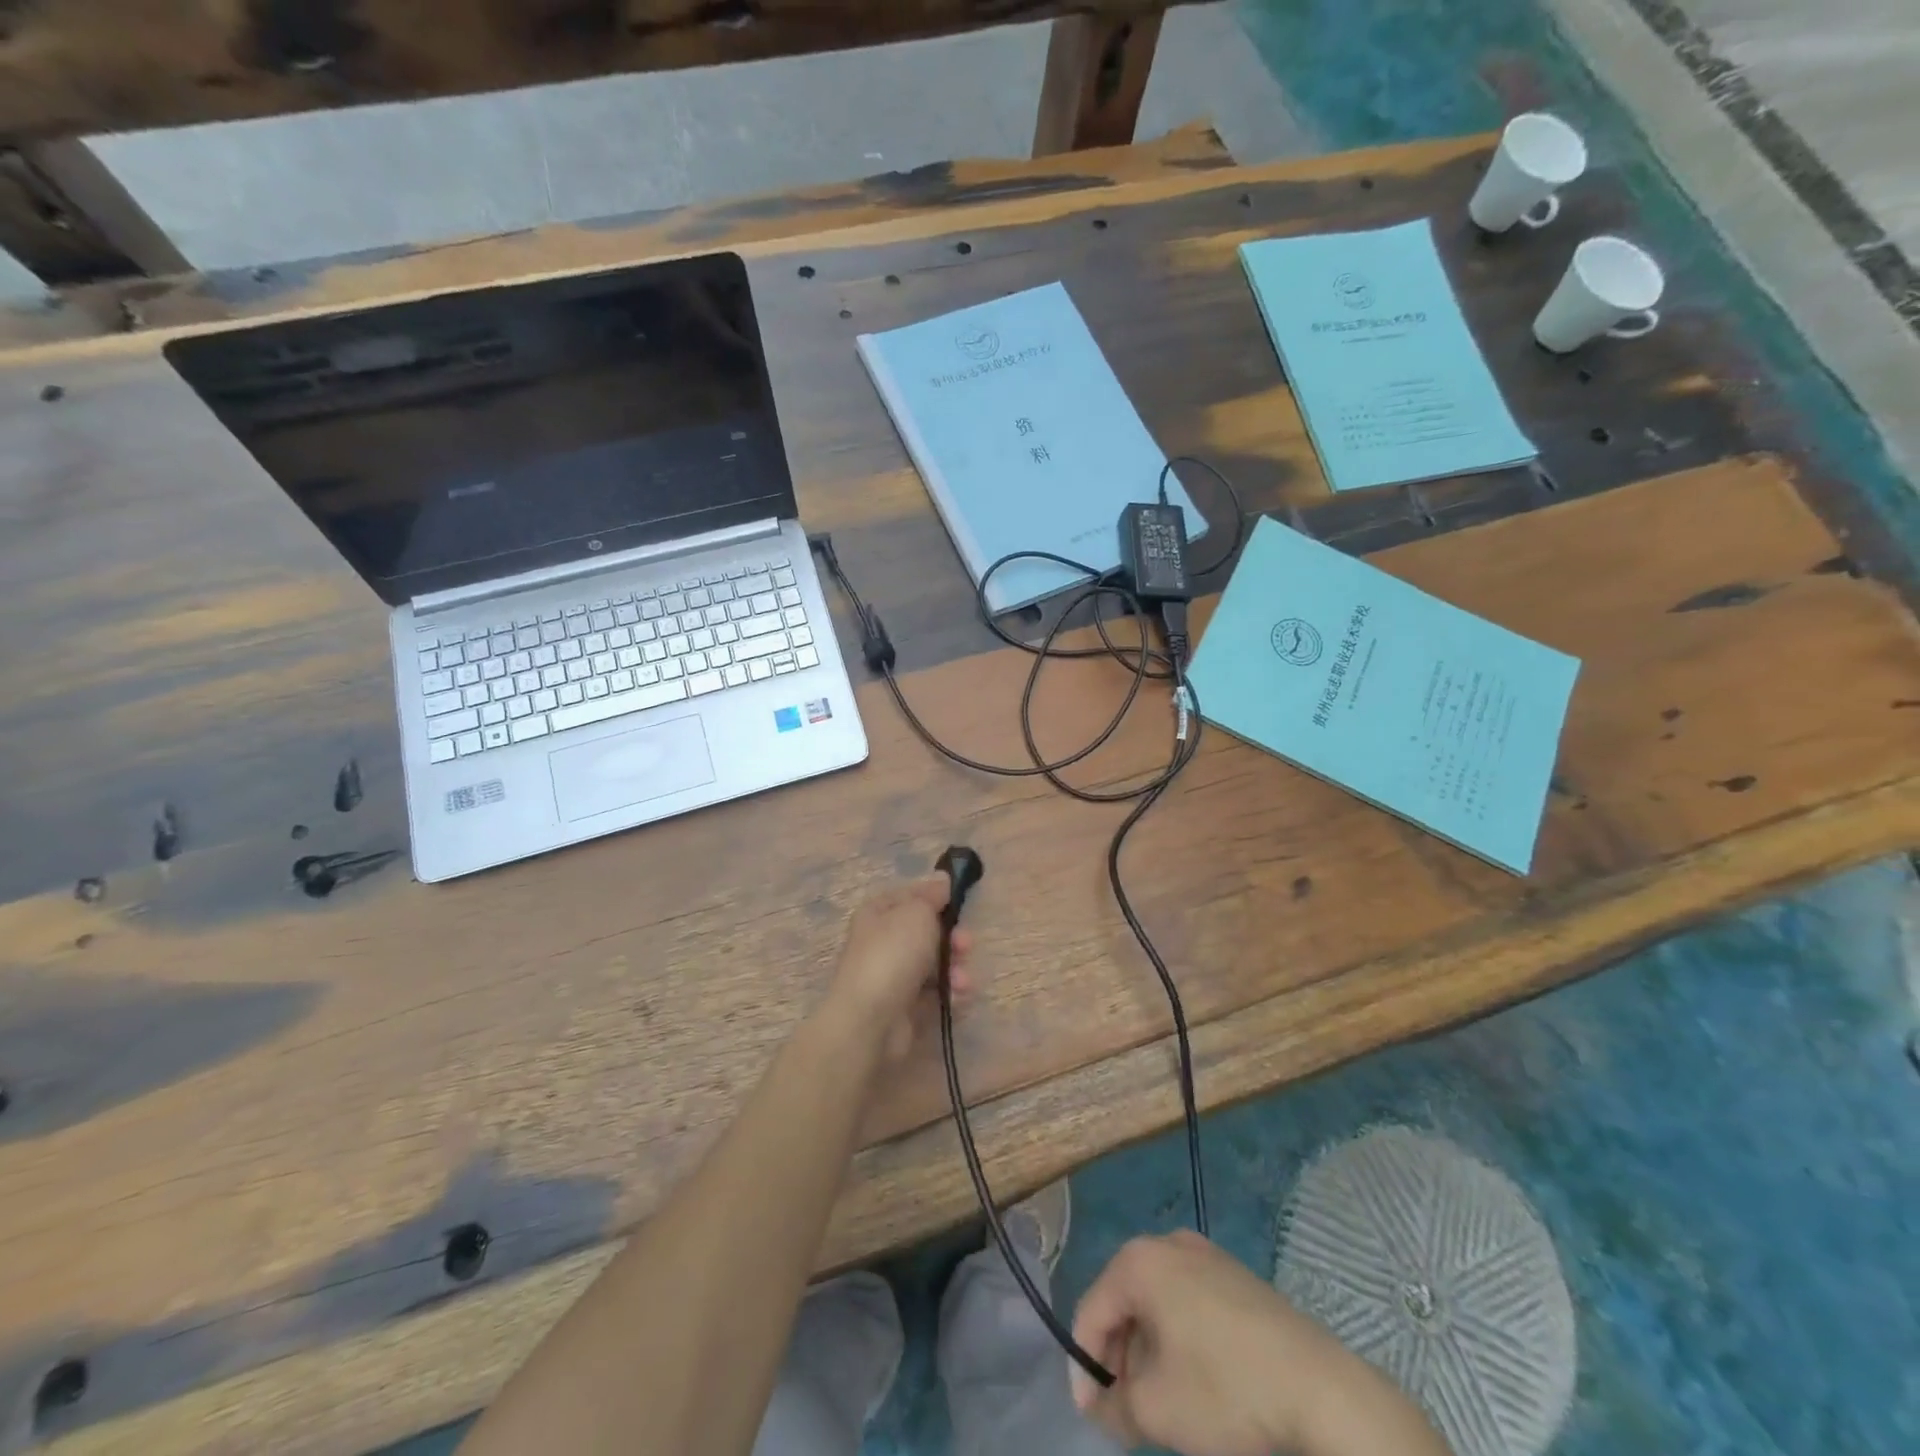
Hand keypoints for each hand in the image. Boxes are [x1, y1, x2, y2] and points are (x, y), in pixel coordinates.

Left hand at [825, 876, 970, 1064]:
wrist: (870, 1021)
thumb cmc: (892, 955)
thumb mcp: (916, 913)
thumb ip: (932, 896)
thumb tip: (943, 880)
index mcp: (879, 912)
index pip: (913, 895)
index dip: (937, 896)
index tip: (960, 900)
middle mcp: (885, 941)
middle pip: (930, 932)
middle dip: (954, 938)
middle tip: (965, 945)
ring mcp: (895, 976)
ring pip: (938, 964)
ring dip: (956, 969)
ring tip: (960, 981)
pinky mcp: (907, 1007)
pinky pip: (937, 993)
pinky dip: (951, 994)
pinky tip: (957, 999)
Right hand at [1071, 1231, 1432, 1455]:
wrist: (1322, 1390)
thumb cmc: (1226, 1390)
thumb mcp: (1158, 1411)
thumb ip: (1114, 1407)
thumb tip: (1100, 1405)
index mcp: (1139, 1261)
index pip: (1091, 1311)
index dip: (1084, 1367)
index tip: (1093, 1417)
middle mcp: (1167, 1244)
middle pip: (1124, 1302)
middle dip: (1118, 1359)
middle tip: (1126, 1412)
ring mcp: (1206, 1256)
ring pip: (1157, 1303)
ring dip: (1148, 1352)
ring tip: (1161, 1404)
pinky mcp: (1237, 1277)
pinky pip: (1189, 1303)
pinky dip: (1179, 1340)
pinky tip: (1197, 1384)